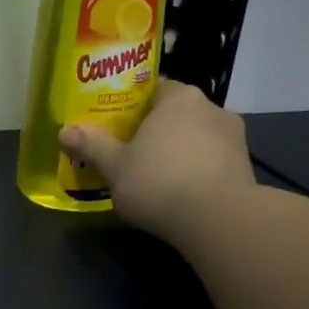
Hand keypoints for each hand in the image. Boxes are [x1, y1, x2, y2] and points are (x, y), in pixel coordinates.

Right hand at [60, 80, 254, 242]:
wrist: (218, 219)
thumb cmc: (159, 181)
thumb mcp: (114, 166)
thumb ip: (91, 146)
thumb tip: (64, 131)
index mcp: (178, 98)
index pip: (154, 89)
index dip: (133, 106)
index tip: (117, 126)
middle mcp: (211, 108)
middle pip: (176, 115)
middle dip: (155, 132)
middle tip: (130, 154)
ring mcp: (234, 137)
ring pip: (196, 138)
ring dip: (178, 153)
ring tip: (155, 178)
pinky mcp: (244, 166)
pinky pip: (211, 162)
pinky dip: (196, 171)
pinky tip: (179, 193)